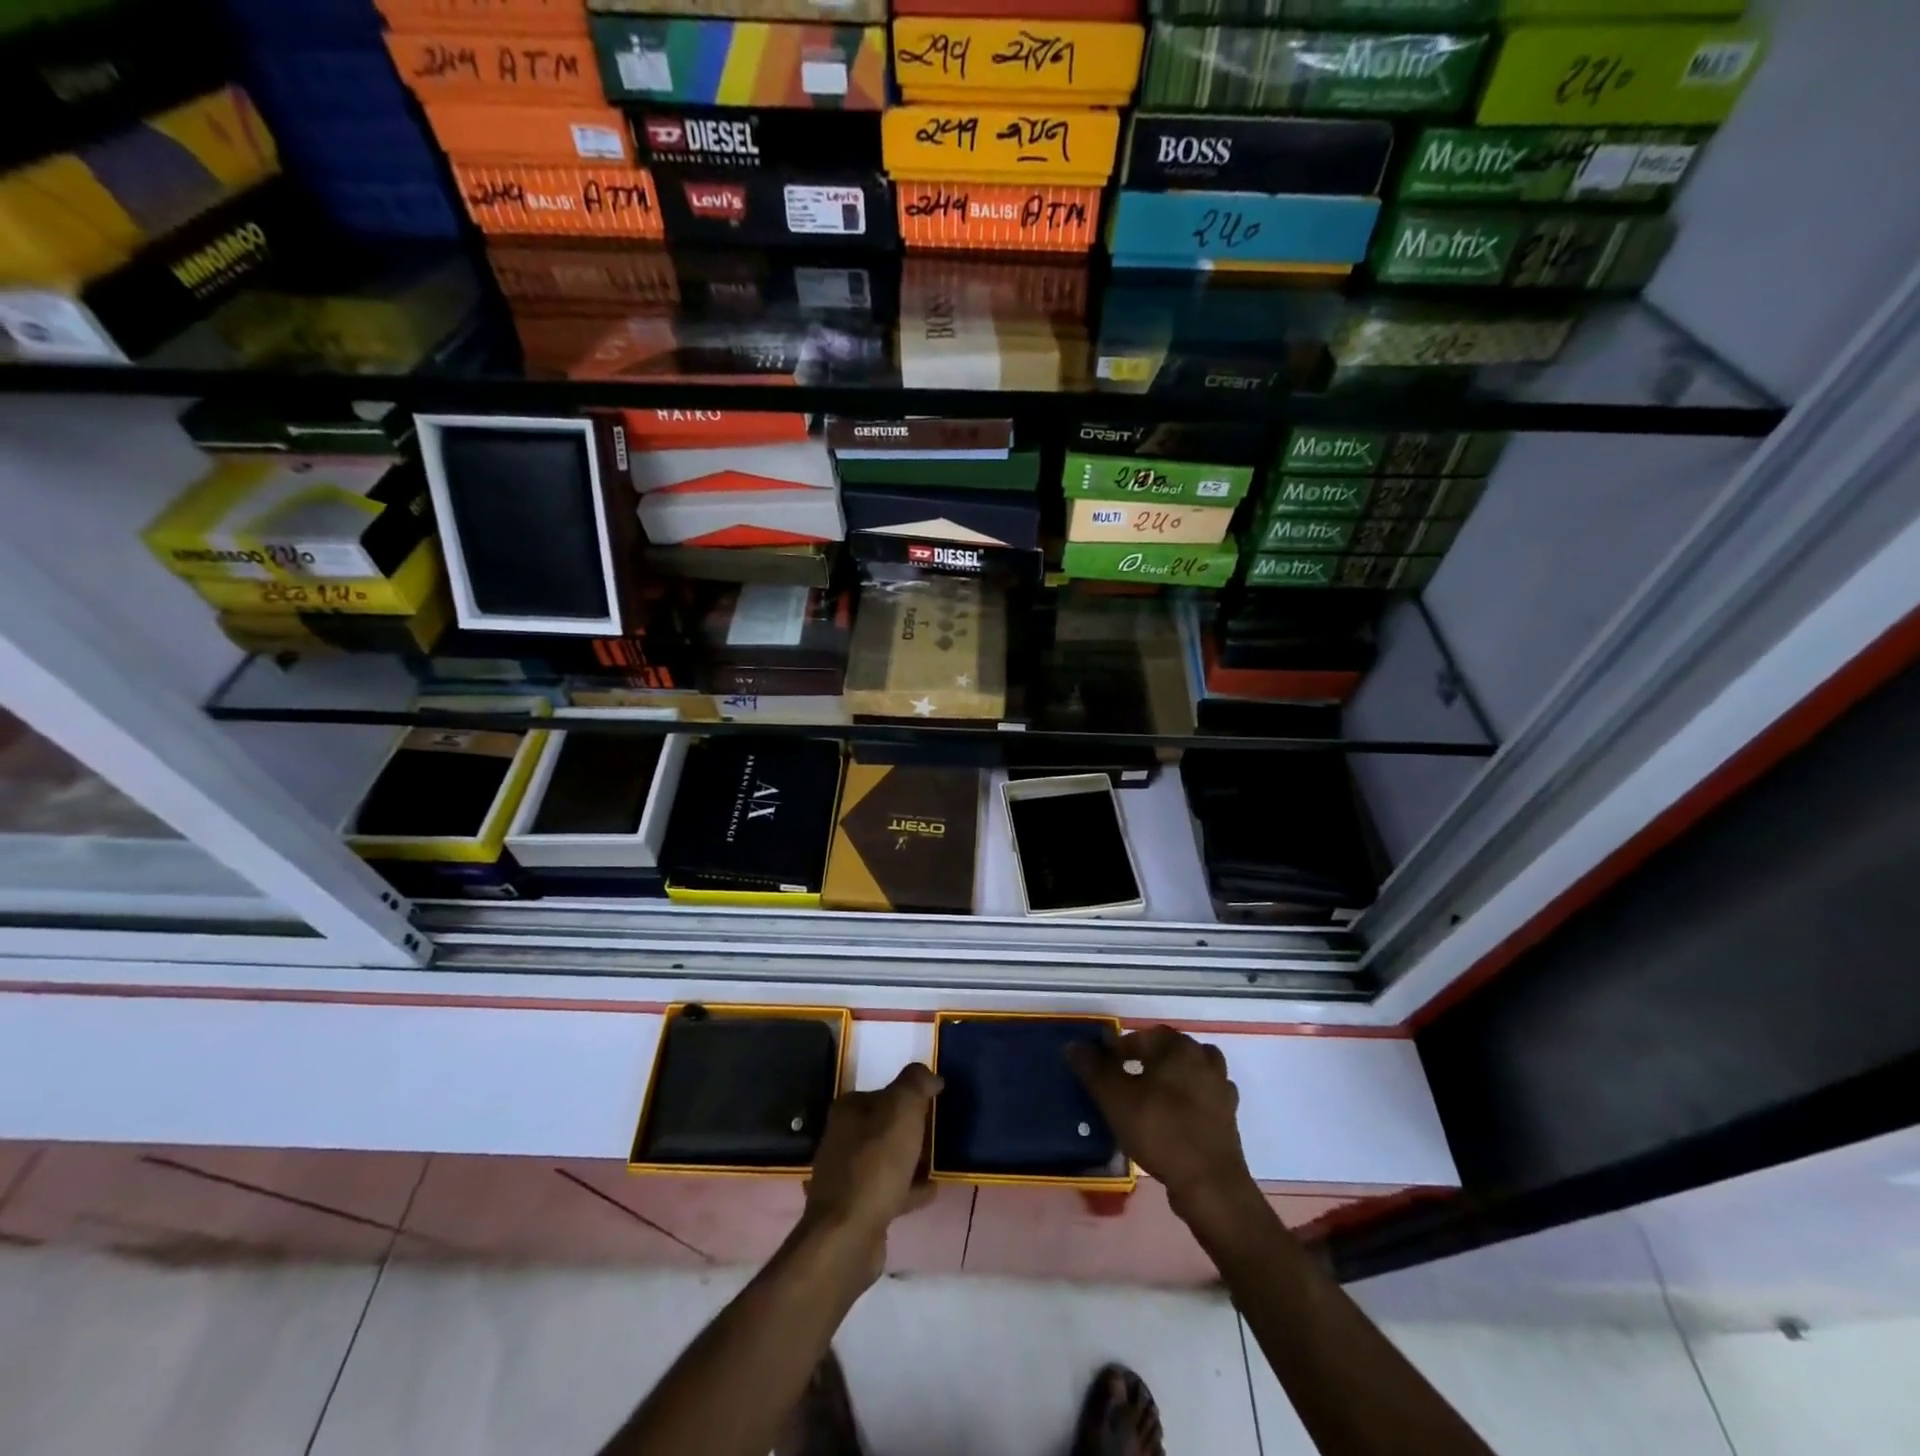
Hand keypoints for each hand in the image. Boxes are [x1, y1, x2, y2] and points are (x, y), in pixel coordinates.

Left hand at [800, 1064, 941, 1266]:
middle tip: (937, 1130)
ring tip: (937, 1159)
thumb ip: (916, 1083)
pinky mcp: (855, 1209)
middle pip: (882, 1126)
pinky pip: (889, 1190)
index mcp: (847, 1111)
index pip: (881, 1092)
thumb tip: (929, 1075)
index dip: (907, 1094)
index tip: (933, 1101)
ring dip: (909, 1159)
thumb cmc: (875, 1163)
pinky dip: (909, 1188)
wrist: (848, 1235)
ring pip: (885, 1159)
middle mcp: (841, 1140)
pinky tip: (931, 1190)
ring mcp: (846, 1177)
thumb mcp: (902, 1109)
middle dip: (908, 1128)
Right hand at [1067, 1026, 1256, 1222]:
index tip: (1105, 1067)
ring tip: (1148, 1099)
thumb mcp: (1116, 1098)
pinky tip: (1172, 1119)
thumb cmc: (1160, 1131)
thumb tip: (1075, 1044)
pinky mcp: (1228, 1118)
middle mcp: (1205, 1060)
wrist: (1210, 1184)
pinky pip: (1202, 1098)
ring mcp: (1221, 1090)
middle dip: (1147, 1061)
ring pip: (1189, 1073)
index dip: (1121, 1048)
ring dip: (1170, 1080)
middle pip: (1170, 1051)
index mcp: (1180, 1048)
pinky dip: (1187, 1102)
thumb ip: (1093, 1068)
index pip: (1145, 1036)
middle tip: (1125, 1082)